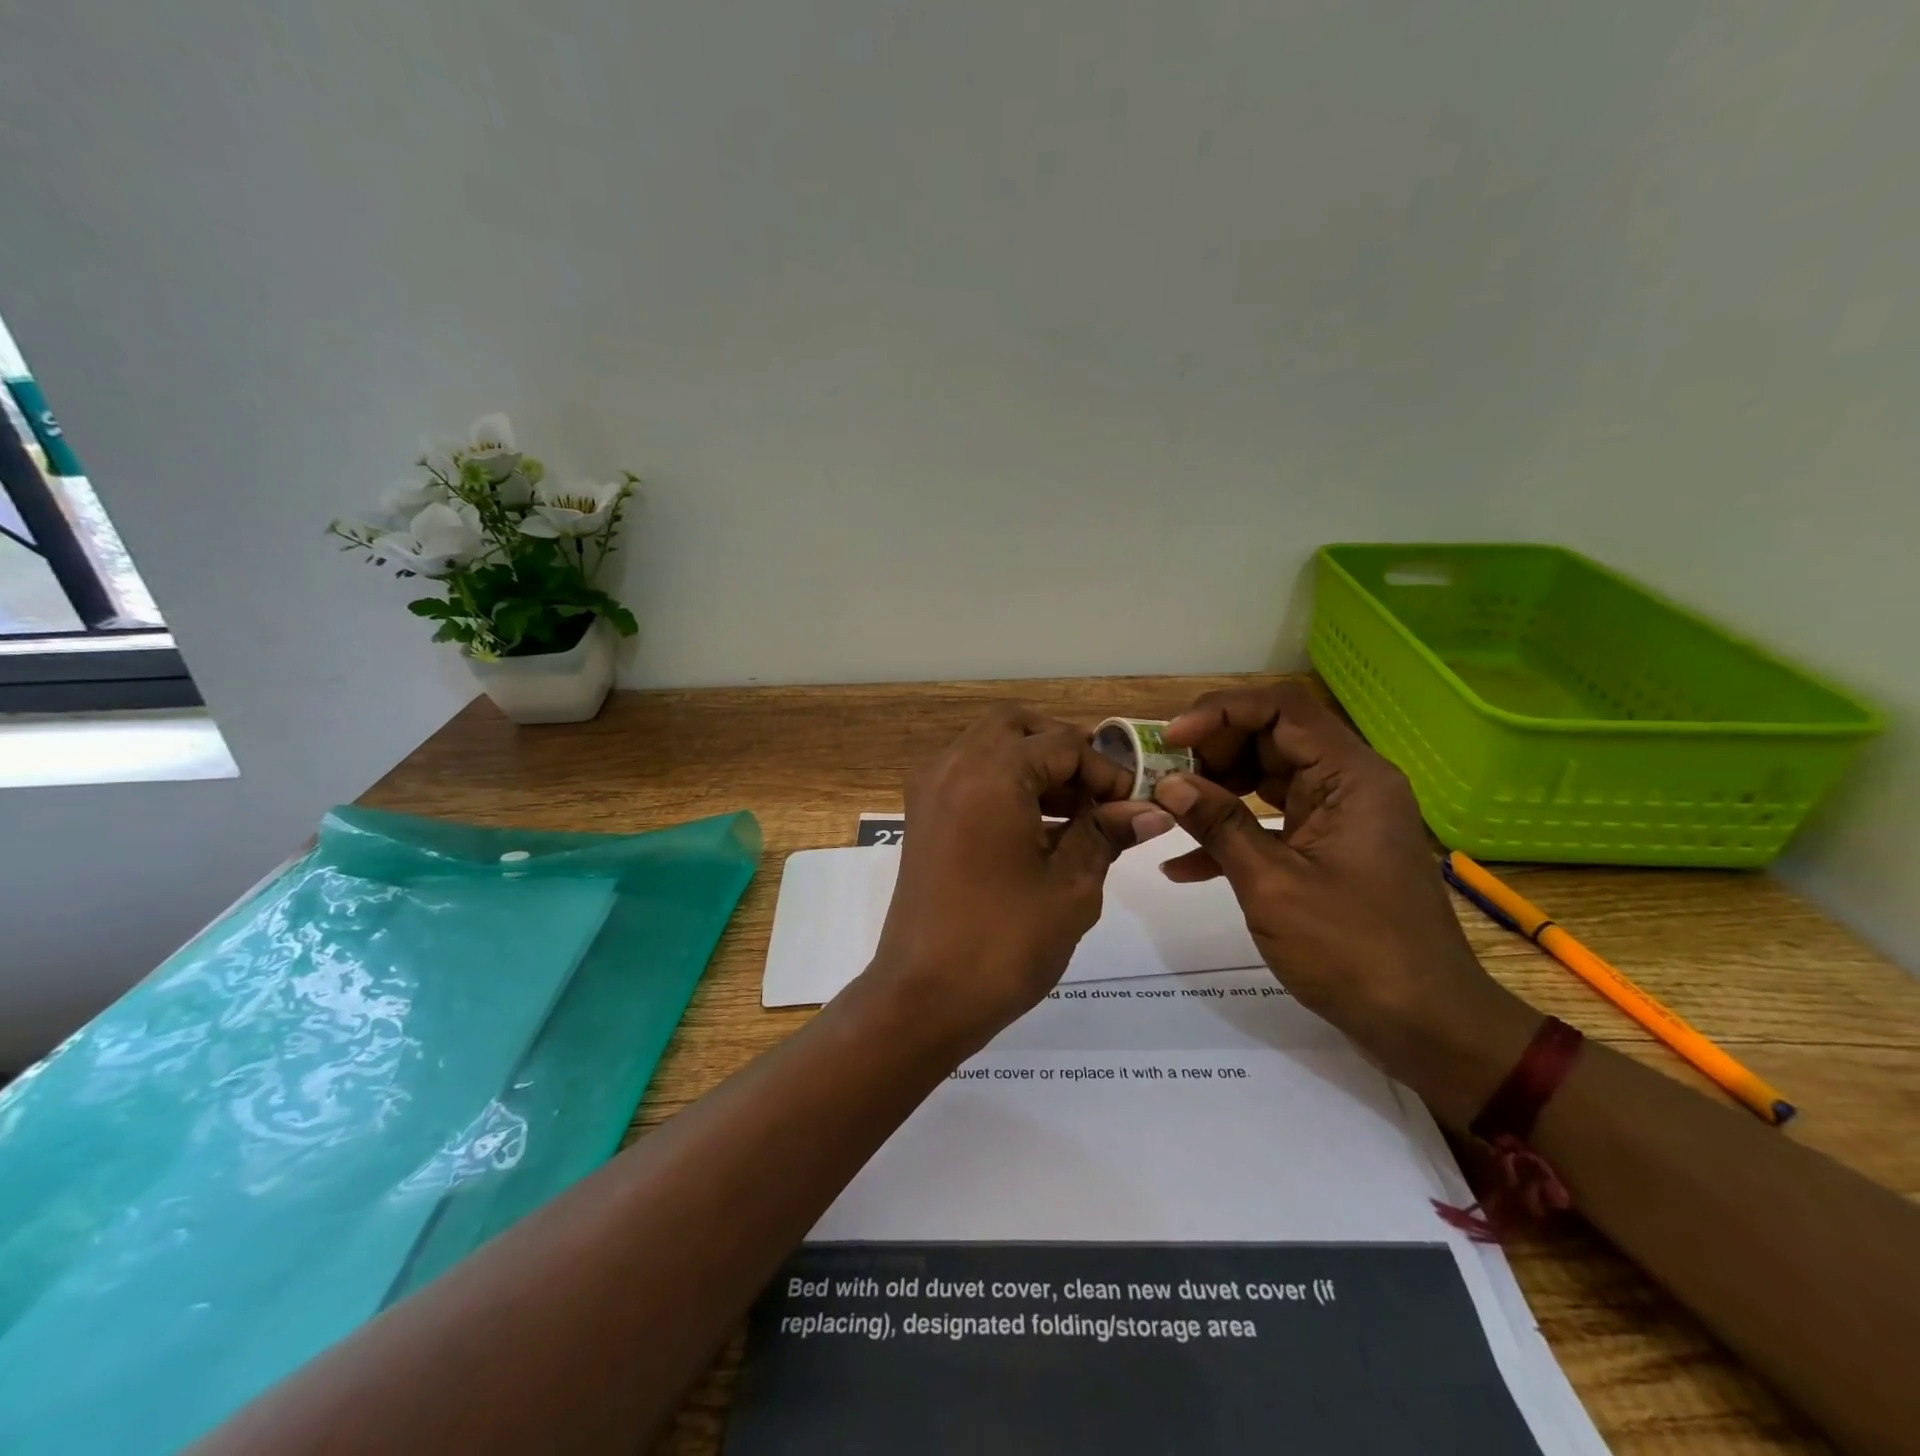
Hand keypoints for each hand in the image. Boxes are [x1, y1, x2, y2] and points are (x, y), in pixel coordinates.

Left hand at [869, 705, 1174, 1050]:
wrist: (922, 998)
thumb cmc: (1005, 943)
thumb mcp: (1072, 886)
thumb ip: (1107, 833)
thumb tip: (1150, 810)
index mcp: (990, 772)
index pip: (1062, 743)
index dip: (1106, 769)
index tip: (1134, 804)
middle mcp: (952, 765)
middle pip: (1017, 727)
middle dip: (1064, 749)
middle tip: (1100, 792)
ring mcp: (930, 790)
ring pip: (989, 747)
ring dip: (1034, 766)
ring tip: (1079, 814)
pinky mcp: (921, 817)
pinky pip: (969, 776)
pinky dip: (1005, 784)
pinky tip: (1040, 828)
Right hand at [1155, 683, 1537, 1124]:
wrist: (1425, 1024)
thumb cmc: (1353, 950)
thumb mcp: (1272, 884)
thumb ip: (1219, 825)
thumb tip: (1168, 783)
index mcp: (1350, 776)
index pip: (1281, 708)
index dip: (1220, 712)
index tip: (1169, 739)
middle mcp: (1347, 784)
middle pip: (1270, 738)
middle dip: (1210, 754)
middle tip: (1162, 780)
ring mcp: (1336, 818)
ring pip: (1264, 779)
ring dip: (1213, 793)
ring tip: (1165, 815)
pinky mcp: (1325, 850)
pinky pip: (1270, 823)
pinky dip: (1230, 835)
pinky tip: (1183, 867)